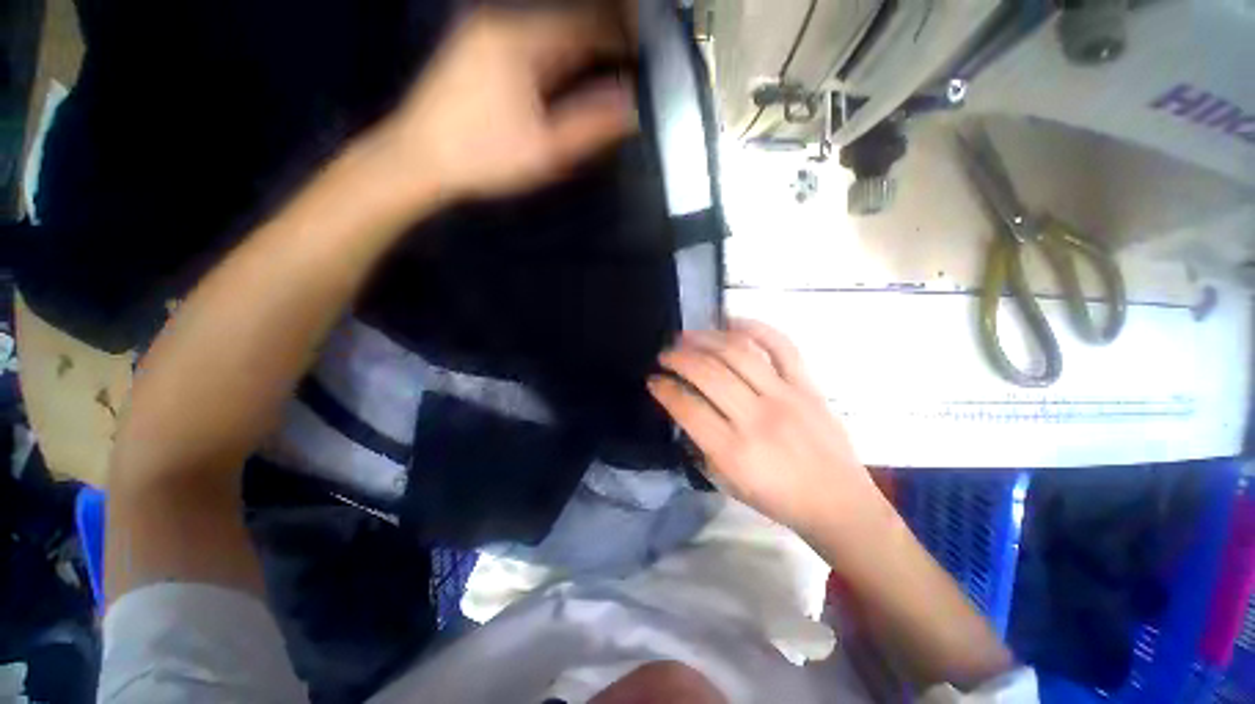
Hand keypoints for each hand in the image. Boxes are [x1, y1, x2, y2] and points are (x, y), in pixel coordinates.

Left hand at [373, 3, 636, 203]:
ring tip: (603, 71)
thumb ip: (591, 126)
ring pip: (549, 28)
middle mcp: (503, 22)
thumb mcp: (545, 149)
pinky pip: (529, 37)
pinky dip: (556, 51)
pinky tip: (564, 74)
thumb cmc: (483, 157)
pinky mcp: (475, 44)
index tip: (645, 56)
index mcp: (522, 42)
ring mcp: (485, 29)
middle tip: (629, 66)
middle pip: (569, 21)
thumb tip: (632, 107)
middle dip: (604, 40)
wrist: (418, 157)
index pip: (588, 24)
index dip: (623, 37)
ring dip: (580, 46)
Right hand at [649, 320, 885, 538]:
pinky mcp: (808, 385)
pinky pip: (780, 345)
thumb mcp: (728, 482)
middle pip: (707, 373)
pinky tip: (730, 321)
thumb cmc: (777, 498)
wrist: (838, 501)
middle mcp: (757, 418)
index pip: (687, 407)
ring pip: (737, 353)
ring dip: (704, 339)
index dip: (663, 389)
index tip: (653, 380)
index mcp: (734, 451)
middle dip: (677, 358)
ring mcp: (785, 396)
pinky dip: (754, 327)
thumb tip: (683, 405)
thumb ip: (701, 443)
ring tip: (687, 336)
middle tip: (665, 355)